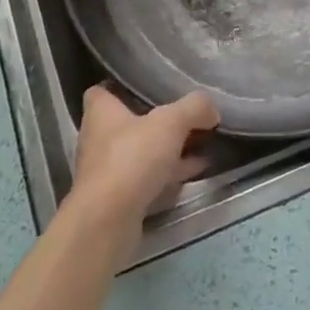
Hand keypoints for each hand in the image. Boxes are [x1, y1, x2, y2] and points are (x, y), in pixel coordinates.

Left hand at [68, 86, 219, 248]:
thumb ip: (194, 108)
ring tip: (200, 145)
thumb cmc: (132, 158)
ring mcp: (107, 172)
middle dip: (154, 122)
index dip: (120, 87)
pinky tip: (194, 173)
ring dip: (165, 151)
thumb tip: (210, 108)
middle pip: (126, 123)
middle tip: (184, 117)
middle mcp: (98, 140)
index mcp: (101, 112)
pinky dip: (168, 176)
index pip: (101, 91)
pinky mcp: (118, 200)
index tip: (145, 86)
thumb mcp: (171, 122)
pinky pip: (146, 180)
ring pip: (139, 154)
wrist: (108, 222)